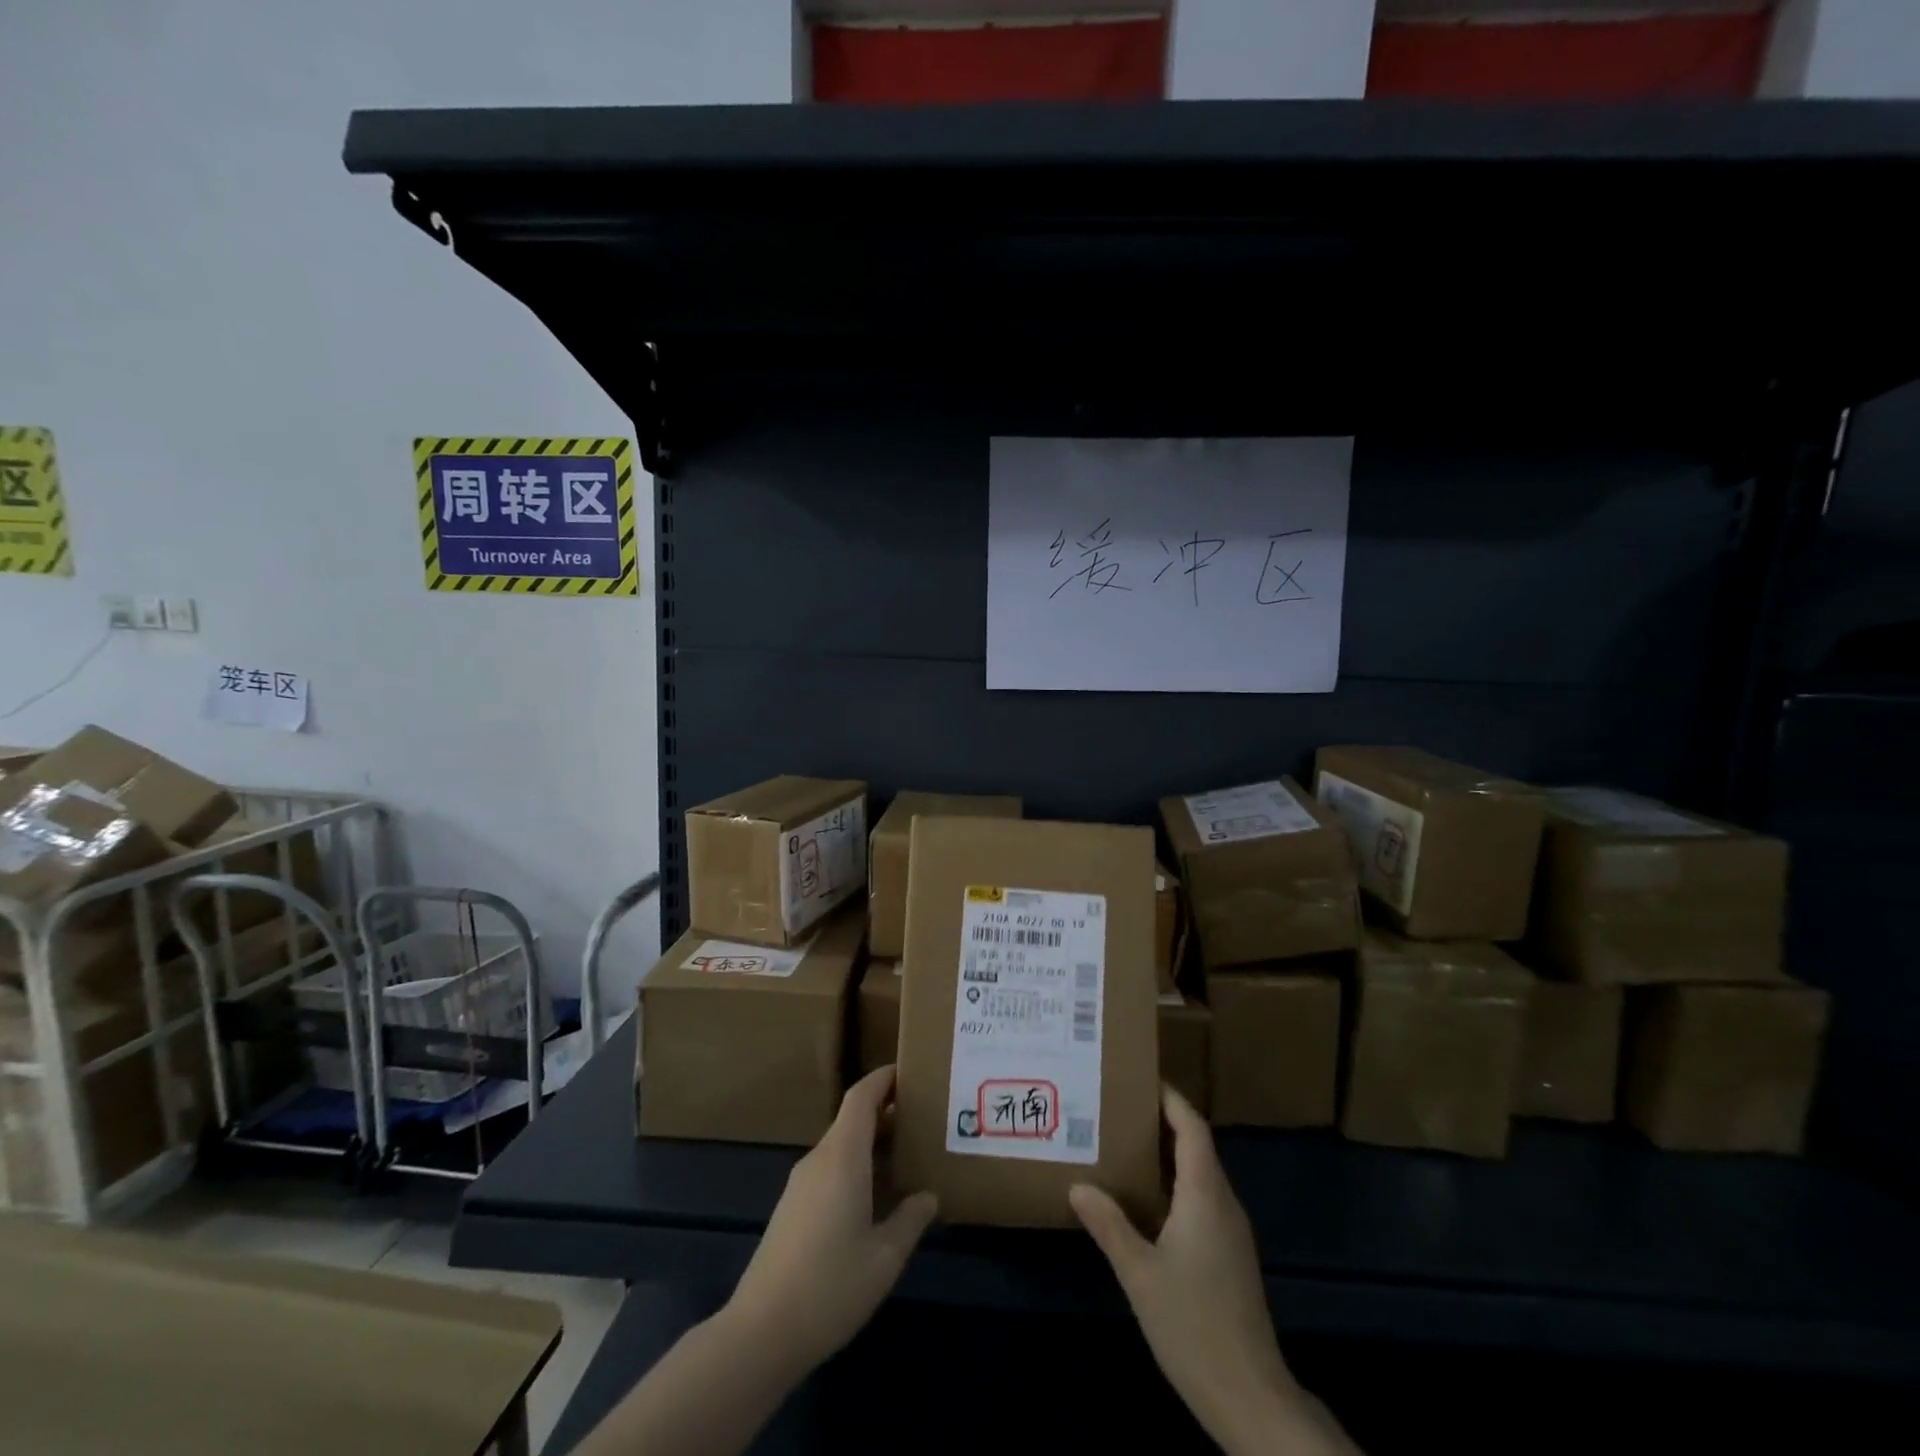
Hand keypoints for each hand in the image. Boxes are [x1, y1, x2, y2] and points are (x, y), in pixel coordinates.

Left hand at [723, 1065, 938, 1377]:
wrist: (760, 1333)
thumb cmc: (830, 1287)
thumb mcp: (885, 1257)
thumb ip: (910, 1219)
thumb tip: (928, 1196)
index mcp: (842, 1157)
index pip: (861, 1096)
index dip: (884, 1078)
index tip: (911, 1072)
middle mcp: (819, 1159)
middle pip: (852, 1119)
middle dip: (886, 1113)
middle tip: (923, 1120)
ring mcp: (801, 1184)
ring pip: (841, 1146)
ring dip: (872, 1143)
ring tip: (907, 1158)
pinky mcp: (792, 1208)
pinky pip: (830, 1169)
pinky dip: (856, 1166)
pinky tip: (876, 1198)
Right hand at [1071, 1088, 1355, 1455]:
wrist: (1250, 1396)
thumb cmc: (1194, 1325)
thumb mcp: (1139, 1273)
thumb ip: (1109, 1225)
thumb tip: (1078, 1185)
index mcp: (1205, 1194)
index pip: (1192, 1127)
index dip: (1170, 1099)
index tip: (1138, 1078)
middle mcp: (1223, 1202)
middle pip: (1195, 1145)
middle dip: (1160, 1121)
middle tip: (1116, 1109)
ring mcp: (1230, 1230)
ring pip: (1198, 1173)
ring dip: (1165, 1154)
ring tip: (1122, 1146)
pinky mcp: (1229, 1254)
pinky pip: (1200, 1199)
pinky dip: (1172, 1184)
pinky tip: (1143, 1200)